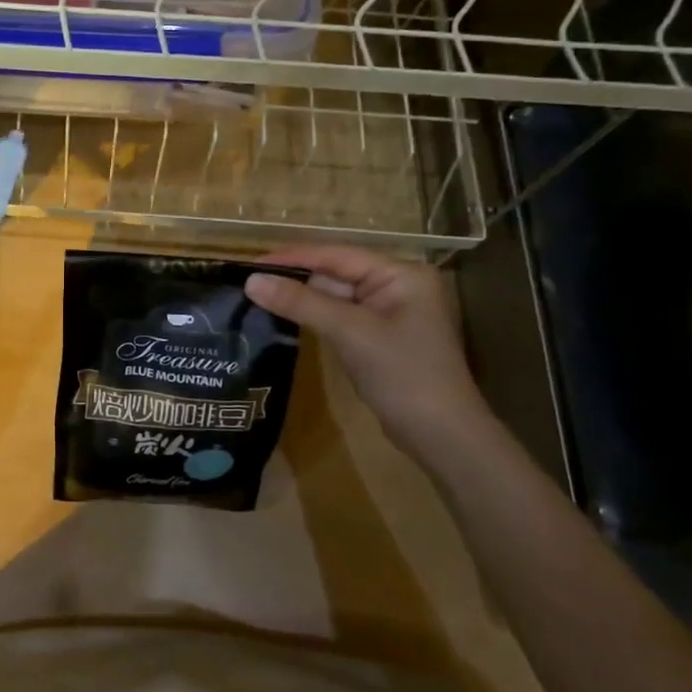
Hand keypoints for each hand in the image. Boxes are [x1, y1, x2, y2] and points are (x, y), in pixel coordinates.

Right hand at [243, 245, 493, 455]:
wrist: (442, 436)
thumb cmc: (403, 375)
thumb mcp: (350, 333)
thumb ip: (301, 303)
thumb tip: (251, 281)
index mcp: (400, 274)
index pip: (337, 255)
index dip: (293, 257)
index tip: (251, 263)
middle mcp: (396, 287)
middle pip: (335, 274)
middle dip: (295, 278)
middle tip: (248, 282)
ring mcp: (388, 314)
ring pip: (335, 298)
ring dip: (301, 299)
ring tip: (256, 296)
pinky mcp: (378, 339)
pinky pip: (340, 319)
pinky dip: (314, 318)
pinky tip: (284, 318)